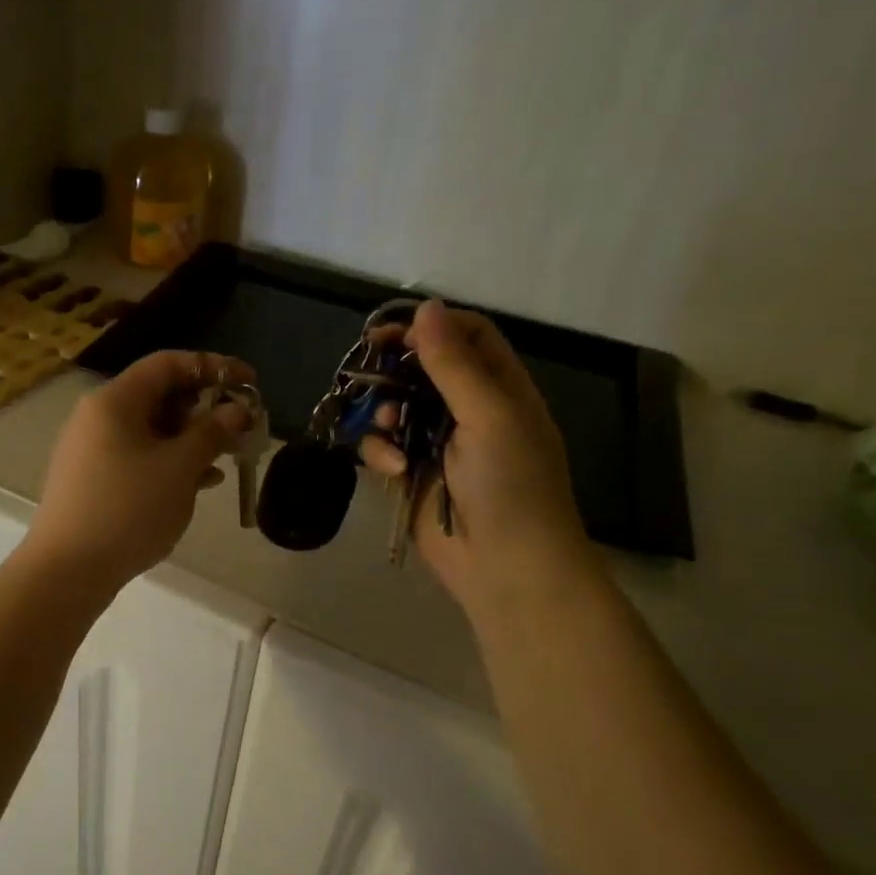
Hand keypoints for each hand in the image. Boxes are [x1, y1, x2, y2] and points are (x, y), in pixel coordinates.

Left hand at [24, 351, 254, 591]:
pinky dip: (171, 461)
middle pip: (159, 395)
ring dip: (192, 438)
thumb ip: (212, 432)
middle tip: (242, 426)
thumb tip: (237, 410)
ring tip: (229, 455)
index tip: (250, 383)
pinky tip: (202, 482)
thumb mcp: (179, 468)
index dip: (213, 366)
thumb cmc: (128, 509)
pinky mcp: (93, 480)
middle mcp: (98, 416)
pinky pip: (139, 456)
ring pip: (152, 429)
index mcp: (114, 401)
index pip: (168, 364)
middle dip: (205, 407)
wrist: (67, 571)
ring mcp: (92, 449)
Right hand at [360, 301, 594, 605]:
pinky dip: (381, 453)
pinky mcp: (412, 475)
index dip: (430, 327)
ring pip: (395, 406)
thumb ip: (453, 363)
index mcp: (500, 389)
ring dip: (385, 412)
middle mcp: (468, 410)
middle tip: (364, 367)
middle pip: (422, 369)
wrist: (507, 568)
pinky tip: (393, 469)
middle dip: (394, 369)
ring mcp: (437, 444)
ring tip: (388, 426)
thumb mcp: (489, 415)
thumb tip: (426, 306)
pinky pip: (383, 447)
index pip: (466, 336)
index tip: (390, 331)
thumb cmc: (511, 484)